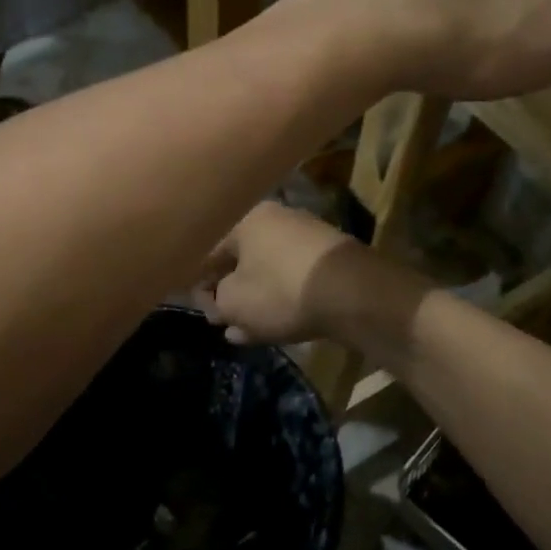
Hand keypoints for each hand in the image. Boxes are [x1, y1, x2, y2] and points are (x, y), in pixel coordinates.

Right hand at [195, 202, 368, 345]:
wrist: (355, 294)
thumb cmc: (281, 291)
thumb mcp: (233, 303)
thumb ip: (215, 303)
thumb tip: (219, 304)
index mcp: (244, 219)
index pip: (206, 249)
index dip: (195, 281)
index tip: (198, 307)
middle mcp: (274, 219)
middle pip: (238, 258)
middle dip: (225, 291)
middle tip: (219, 318)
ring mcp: (304, 237)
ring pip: (264, 271)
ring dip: (251, 300)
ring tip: (241, 330)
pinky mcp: (327, 259)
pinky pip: (290, 279)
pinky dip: (276, 299)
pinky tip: (268, 326)